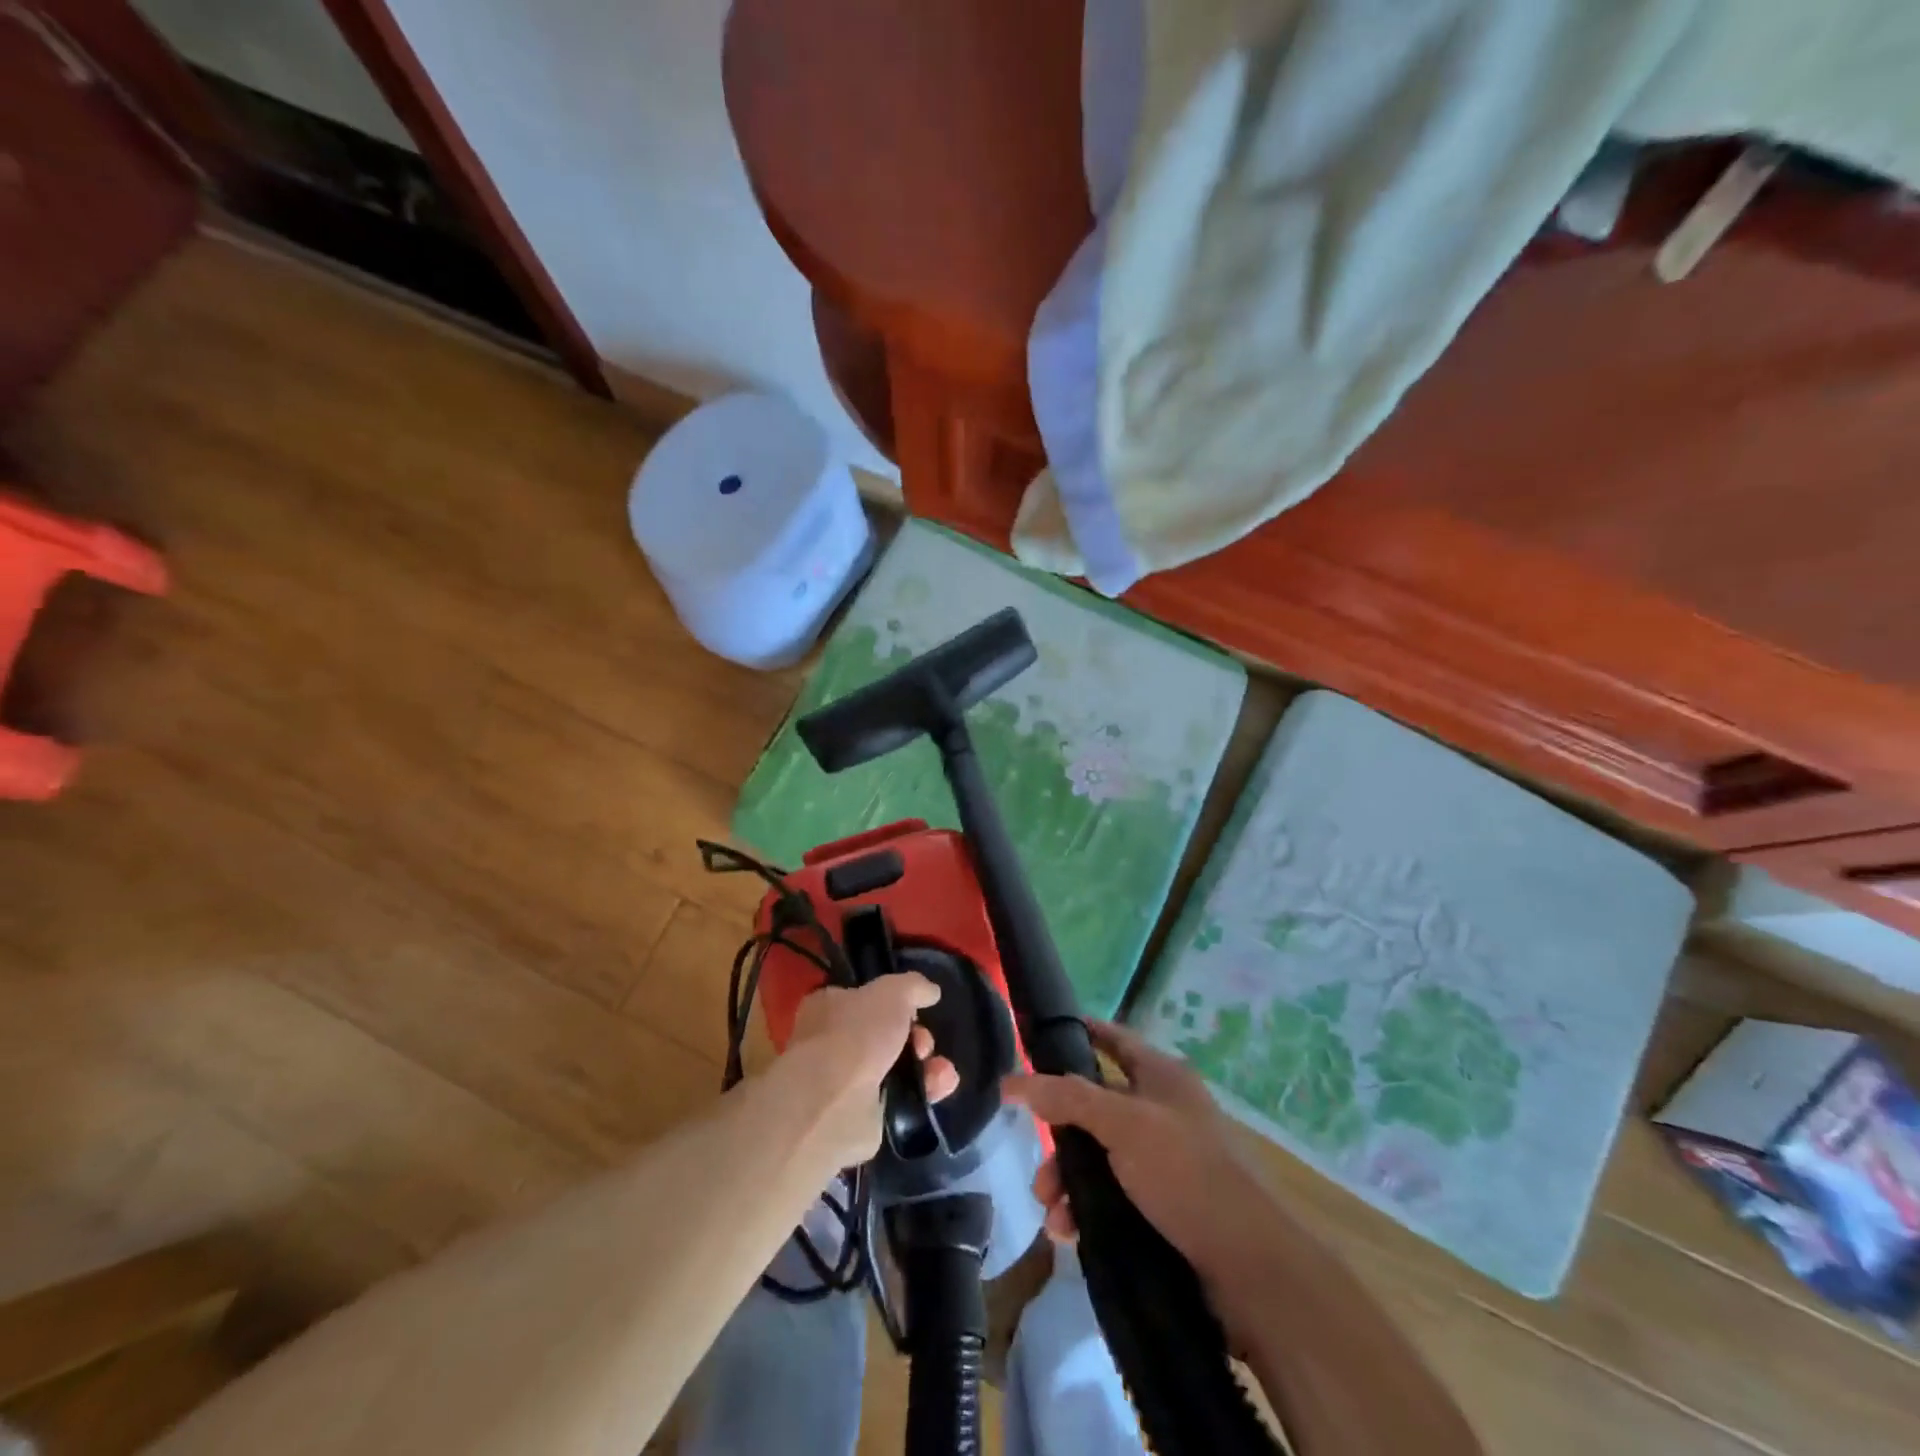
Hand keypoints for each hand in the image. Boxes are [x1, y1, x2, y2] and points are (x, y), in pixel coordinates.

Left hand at [784, 976, 958, 1166]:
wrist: (834, 1104)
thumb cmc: (856, 1035)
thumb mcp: (892, 992)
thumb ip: (913, 986)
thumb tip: (930, 991)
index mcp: (829, 1007)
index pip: (864, 998)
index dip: (895, 1002)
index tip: (916, 1010)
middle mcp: (833, 1043)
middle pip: (888, 1035)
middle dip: (916, 1037)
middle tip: (923, 1044)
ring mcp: (846, 1082)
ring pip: (898, 1068)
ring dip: (927, 1066)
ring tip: (941, 1071)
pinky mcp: (862, 1116)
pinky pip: (901, 1099)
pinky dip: (924, 1092)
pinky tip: (941, 1087)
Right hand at [1004, 1020, 1280, 1345]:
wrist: (1254, 1268)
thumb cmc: (1188, 1173)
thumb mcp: (1124, 1125)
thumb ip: (1068, 1098)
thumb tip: (1013, 1080)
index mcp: (1162, 1077)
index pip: (1113, 1039)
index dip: (1079, 1034)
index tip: (1037, 1041)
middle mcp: (1163, 1112)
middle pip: (1095, 1109)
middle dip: (1060, 1138)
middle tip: (1039, 1172)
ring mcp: (1166, 1161)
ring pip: (1100, 1158)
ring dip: (1069, 1182)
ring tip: (1053, 1215)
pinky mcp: (1167, 1208)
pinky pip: (1113, 1197)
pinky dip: (1088, 1211)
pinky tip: (1070, 1233)